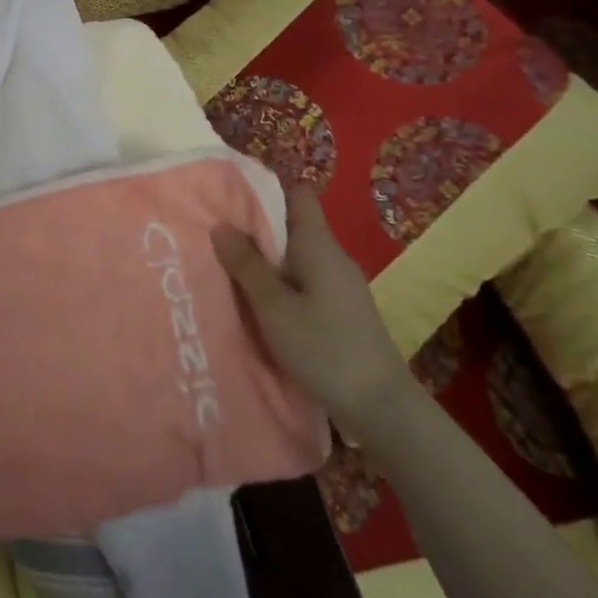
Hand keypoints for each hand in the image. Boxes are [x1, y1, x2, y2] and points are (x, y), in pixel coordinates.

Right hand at [215, 186, 418, 441]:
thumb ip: (247, 265)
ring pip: (296, 259)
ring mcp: (340, 286)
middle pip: (292, 227)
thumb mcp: (273, 306)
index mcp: (318, 245)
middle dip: (256, 231)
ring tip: (227, 272)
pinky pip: (304, 284)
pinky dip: (280, 287)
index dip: (266, 191)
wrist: (381, 406)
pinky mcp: (341, 312)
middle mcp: (332, 258)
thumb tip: (221, 226)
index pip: (298, 195)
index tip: (231, 200)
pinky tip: (257, 306)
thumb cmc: (324, 347)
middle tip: (215, 239)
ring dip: (265, 263)